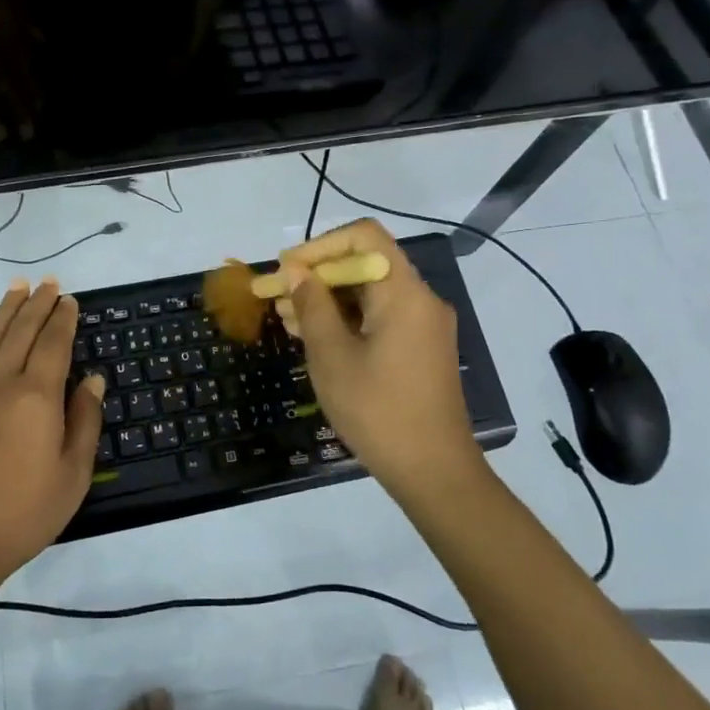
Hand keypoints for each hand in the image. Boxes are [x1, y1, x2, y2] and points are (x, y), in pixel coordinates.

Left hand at [0, 279, 102, 588]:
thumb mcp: (72, 475)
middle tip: (49, 282)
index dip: (64, 319)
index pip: (55, 344)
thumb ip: (84, 421)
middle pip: (23, 332)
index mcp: (38, 396)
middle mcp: (2, 383)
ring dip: (7, 310)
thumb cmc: (22, 514)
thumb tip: (93, 380)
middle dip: (39, 304)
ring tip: (18, 286)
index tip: (70, 300)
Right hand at [276, 219, 481, 502]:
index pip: (364, 236)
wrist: (434, 473)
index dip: (320, 246)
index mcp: (404, 293)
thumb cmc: (378, 411)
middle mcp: (420, 299)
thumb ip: (313, 305)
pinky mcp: (420, 348)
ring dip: (328, 299)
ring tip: (285, 317)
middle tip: (275, 296)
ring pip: (369, 293)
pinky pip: (379, 317)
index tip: (287, 270)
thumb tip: (296, 270)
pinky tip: (313, 335)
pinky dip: (346, 319)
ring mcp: (423, 325)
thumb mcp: (332, 356)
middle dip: (317, 276)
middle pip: (365, 264)